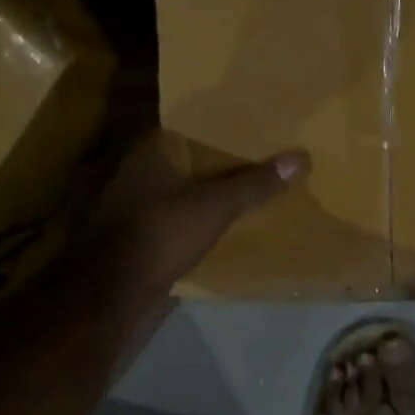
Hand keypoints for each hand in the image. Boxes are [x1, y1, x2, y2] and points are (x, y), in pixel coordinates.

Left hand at [79, 131, 309, 322]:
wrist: (114, 289)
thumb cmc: (162, 232)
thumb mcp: (217, 205)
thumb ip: (255, 183)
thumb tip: (300, 157)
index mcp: (150, 151)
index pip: (186, 125)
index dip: (216, 126)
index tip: (246, 128)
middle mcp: (135, 170)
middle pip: (183, 158)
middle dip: (213, 159)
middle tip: (252, 157)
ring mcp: (130, 203)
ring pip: (176, 187)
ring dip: (201, 190)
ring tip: (240, 189)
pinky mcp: (133, 234)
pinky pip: (170, 215)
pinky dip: (191, 216)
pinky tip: (214, 222)